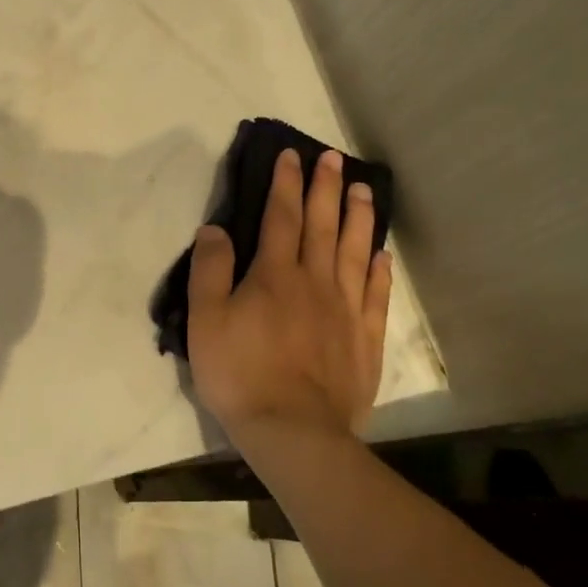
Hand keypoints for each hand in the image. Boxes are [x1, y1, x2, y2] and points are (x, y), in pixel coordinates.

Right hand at [186, 148, 392, 458]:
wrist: (293, 430)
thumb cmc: (240, 373)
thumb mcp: (206, 321)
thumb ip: (210, 271)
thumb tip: (215, 228)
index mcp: (274, 275)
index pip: (281, 217)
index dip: (286, 184)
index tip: (292, 155)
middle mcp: (314, 281)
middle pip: (322, 225)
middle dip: (326, 188)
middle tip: (334, 158)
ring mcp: (345, 309)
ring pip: (354, 251)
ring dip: (358, 217)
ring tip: (363, 189)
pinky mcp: (365, 338)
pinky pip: (375, 293)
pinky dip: (378, 269)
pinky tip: (381, 253)